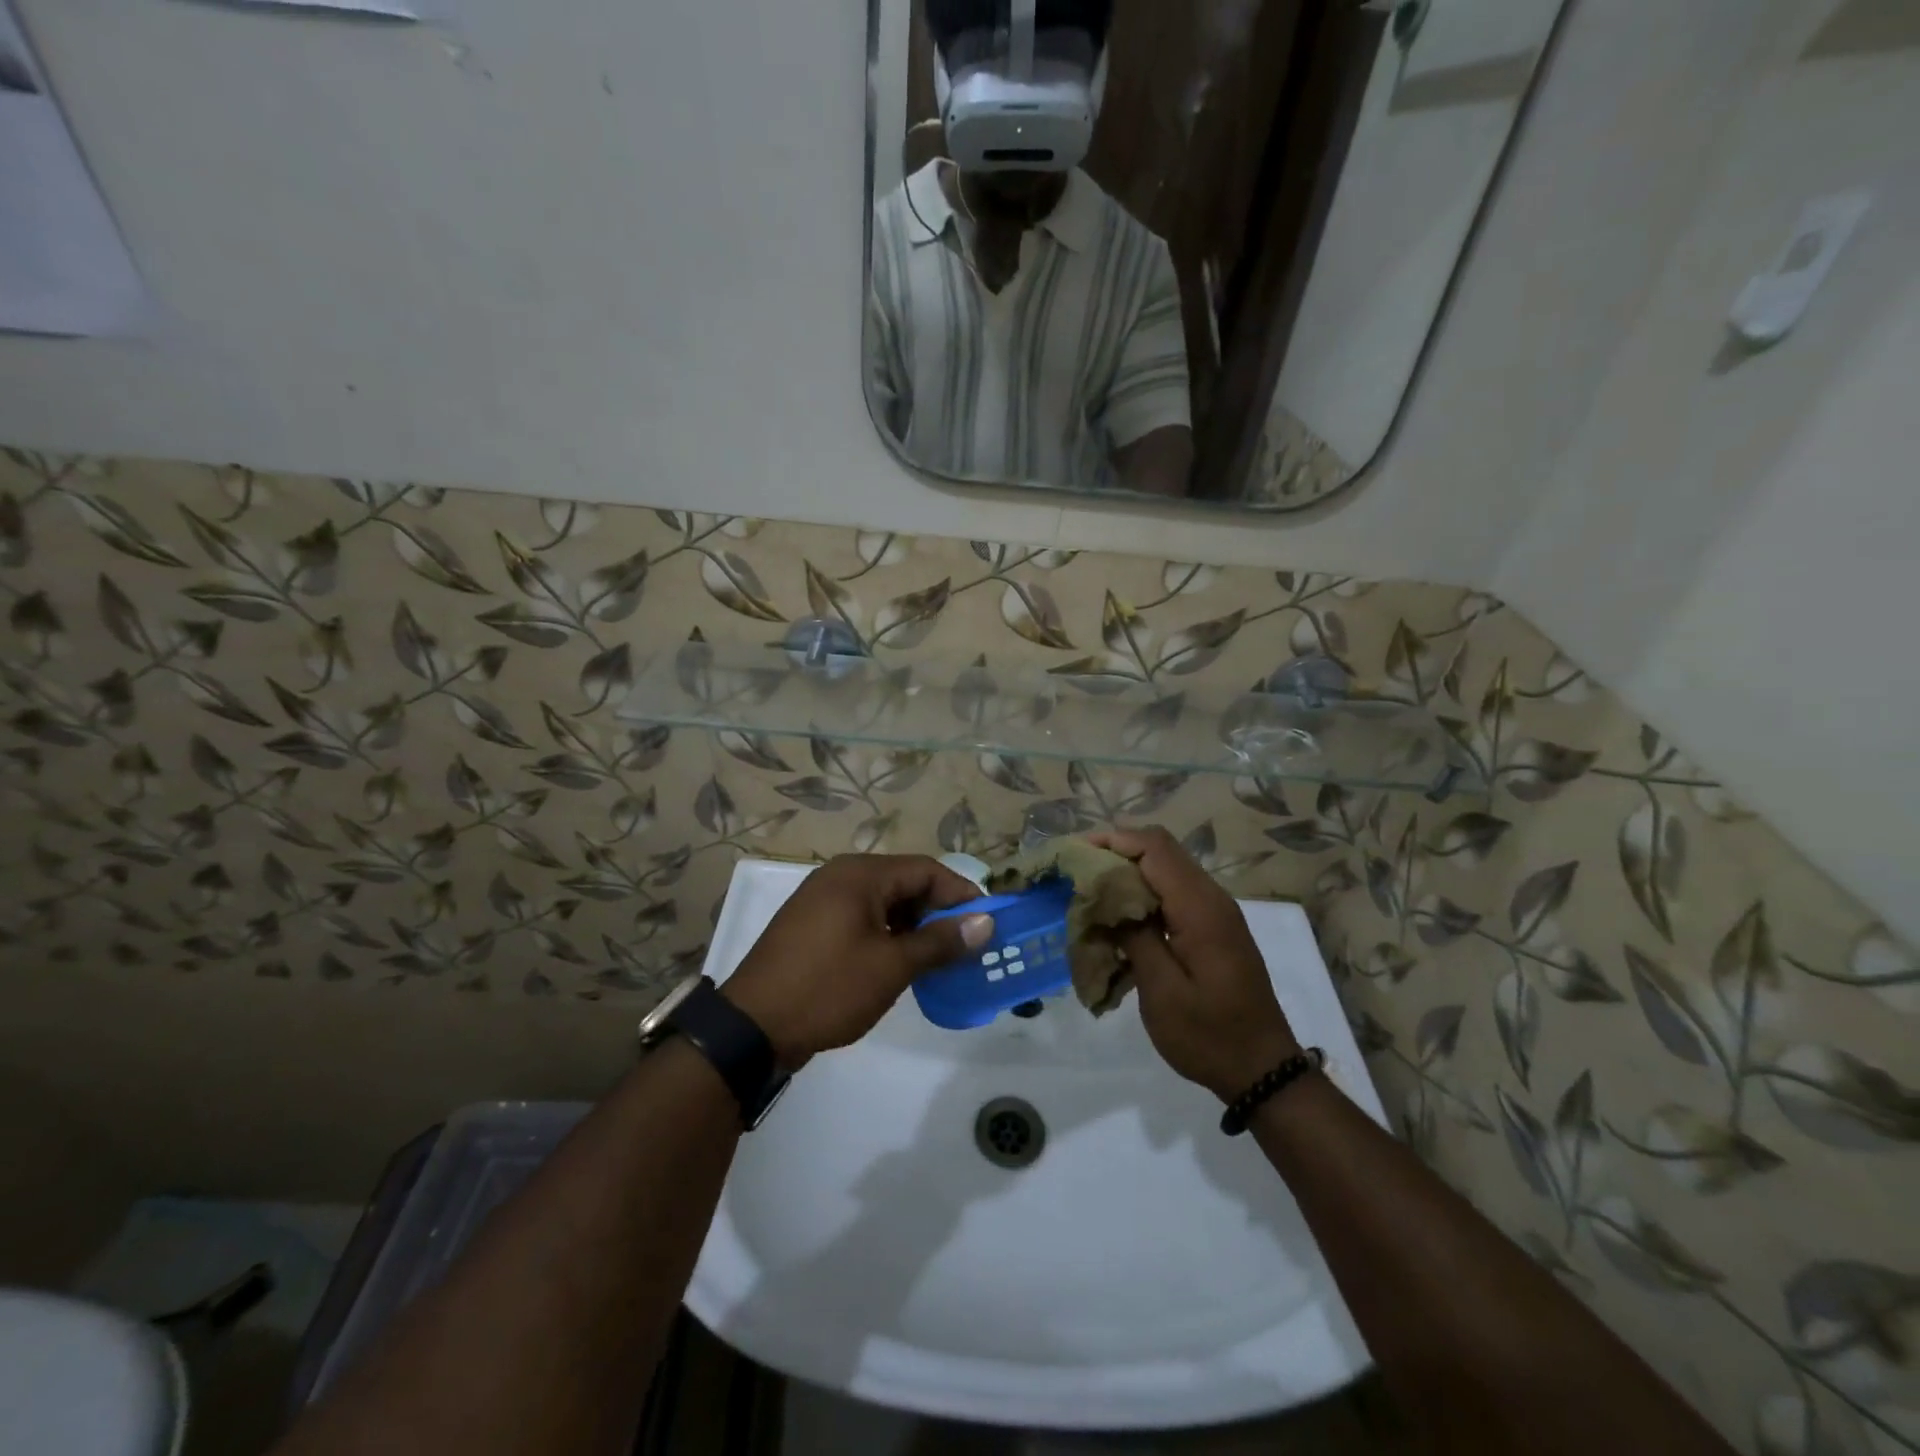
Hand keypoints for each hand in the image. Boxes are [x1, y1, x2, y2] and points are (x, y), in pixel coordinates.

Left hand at [722, 855, 992, 1065]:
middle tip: (966, 945)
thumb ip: (940, 941)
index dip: (961, 894)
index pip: (926, 870)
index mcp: (860, 874)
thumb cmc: (828, 988)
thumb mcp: (892, 966)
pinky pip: (862, 918)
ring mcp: (822, 900)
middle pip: (905, 882)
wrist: (751, 1028)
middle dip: (938, 912)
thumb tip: (985, 922)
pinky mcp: (812, 925)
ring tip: (938, 959)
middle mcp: (840, 876)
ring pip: (884, 902)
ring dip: (914, 926)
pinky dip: (887, 935)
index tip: (987, 924)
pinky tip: (901, 964)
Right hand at [1088, 827, 1300, 1101]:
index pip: (1155, 848)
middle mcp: (1212, 898)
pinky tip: (1121, 916)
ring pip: (1168, 869)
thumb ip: (1134, 936)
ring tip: (1092, 891)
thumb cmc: (1208, 1035)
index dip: (1113, 841)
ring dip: (1130, 871)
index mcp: (1200, 908)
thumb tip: (1108, 897)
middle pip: (1162, 850)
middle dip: (1118, 851)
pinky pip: (1175, 892)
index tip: (1076, 853)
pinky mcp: (1214, 928)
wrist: (1263, 1071)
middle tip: (1078, 871)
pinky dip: (1144, 892)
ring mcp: (1216, 912)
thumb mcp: (1162, 991)